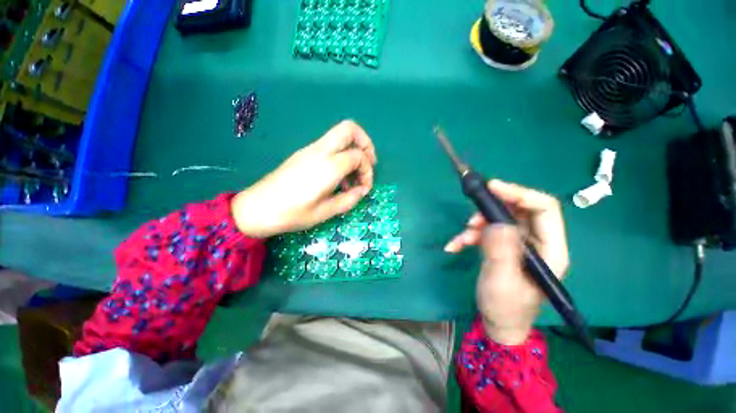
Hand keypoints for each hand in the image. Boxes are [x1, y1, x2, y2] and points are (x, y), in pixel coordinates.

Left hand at [231, 120, 376, 237]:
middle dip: (365, 143)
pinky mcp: (303, 153)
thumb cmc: (291, 214)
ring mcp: (310, 150)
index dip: (368, 172)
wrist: (256, 208)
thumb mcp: (324, 212)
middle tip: (369, 164)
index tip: (364, 188)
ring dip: (353, 151)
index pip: (359, 156)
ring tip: (352, 178)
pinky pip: (329, 146)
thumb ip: (349, 199)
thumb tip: (362, 190)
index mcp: (328, 166)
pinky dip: (341, 155)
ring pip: (340, 136)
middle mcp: (320, 151)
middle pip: (349, 129)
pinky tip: (338, 177)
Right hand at [444, 180, 568, 344]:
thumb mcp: (502, 280)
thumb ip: (500, 251)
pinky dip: (468, 236)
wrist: (498, 322)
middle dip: (491, 211)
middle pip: (518, 210)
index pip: (544, 208)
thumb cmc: (506, 307)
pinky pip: (486, 231)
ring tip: (462, 239)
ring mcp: (518, 243)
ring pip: (498, 219)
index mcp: (550, 249)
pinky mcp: (503, 246)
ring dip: (476, 225)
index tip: (492, 187)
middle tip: (472, 219)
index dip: (520, 193)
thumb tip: (495, 223)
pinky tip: (455, 246)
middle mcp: (537, 241)